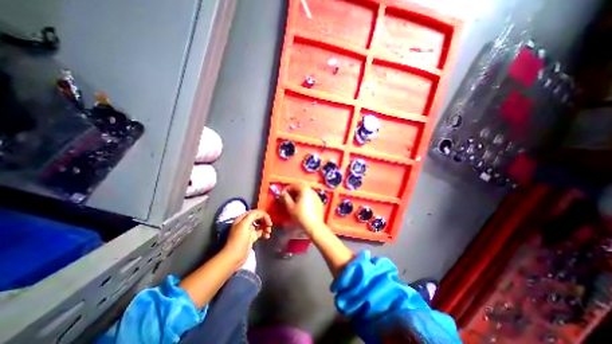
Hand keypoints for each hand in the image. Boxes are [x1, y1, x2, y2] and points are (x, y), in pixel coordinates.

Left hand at [224, 209, 270, 265]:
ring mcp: (249, 230)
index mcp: (243, 218)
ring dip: (266, 226)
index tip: (269, 221)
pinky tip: (267, 236)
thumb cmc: (238, 240)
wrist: (234, 257)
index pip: (255, 212)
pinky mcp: (252, 237)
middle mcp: (246, 223)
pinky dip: (265, 232)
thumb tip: (261, 213)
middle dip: (265, 220)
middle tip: (270, 226)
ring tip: (269, 232)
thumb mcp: (244, 225)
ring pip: (260, 224)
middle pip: (258, 217)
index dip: (263, 215)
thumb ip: (252, 216)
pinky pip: (261, 231)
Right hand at [280, 182, 324, 236]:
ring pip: (307, 192)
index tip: (283, 194)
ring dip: (300, 194)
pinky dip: (306, 198)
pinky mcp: (319, 202)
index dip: (287, 188)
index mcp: (305, 190)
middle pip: (301, 187)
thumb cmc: (300, 215)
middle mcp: (312, 190)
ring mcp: (317, 196)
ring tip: (295, 201)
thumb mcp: (290, 206)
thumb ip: (286, 197)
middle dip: (294, 191)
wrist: (314, 225)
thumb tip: (283, 193)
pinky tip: (303, 205)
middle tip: (288, 197)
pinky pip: (311, 197)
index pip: (295, 185)